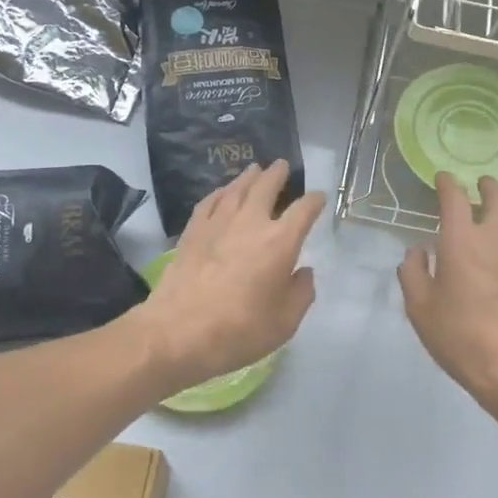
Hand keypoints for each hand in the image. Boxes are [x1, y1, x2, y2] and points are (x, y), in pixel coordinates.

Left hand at [130, 161, 323, 395]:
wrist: (179, 332)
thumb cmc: (240, 330)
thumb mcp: (285, 323)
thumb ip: (301, 293)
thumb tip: (304, 272)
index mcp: (280, 242)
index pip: (303, 211)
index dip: (314, 201)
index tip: (318, 197)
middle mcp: (251, 223)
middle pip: (266, 187)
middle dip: (277, 174)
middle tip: (282, 165)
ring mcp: (218, 224)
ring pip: (236, 189)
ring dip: (249, 177)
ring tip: (255, 169)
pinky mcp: (192, 232)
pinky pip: (210, 202)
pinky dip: (220, 192)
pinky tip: (222, 192)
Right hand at [398, 174, 497, 416]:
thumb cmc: (460, 336)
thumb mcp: (419, 308)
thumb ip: (413, 273)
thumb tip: (418, 252)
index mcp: (461, 239)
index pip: (454, 197)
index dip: (447, 183)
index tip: (443, 180)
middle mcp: (496, 235)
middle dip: (487, 186)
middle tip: (480, 187)